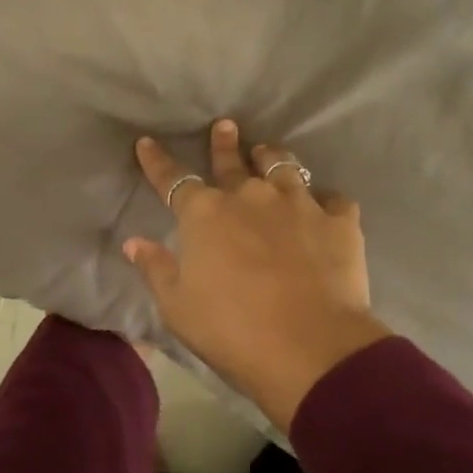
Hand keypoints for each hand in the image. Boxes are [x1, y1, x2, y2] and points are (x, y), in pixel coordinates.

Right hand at [125, 120, 392, 431]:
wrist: (309, 347)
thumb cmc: (232, 330)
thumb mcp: (178, 307)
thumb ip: (156, 269)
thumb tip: (134, 243)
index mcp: (206, 215)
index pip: (173, 180)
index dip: (157, 161)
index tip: (146, 142)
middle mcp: (250, 196)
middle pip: (232, 162)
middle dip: (224, 143)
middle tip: (226, 125)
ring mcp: (298, 203)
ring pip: (283, 166)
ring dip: (272, 158)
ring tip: (269, 152)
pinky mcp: (338, 221)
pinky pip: (333, 199)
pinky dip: (326, 201)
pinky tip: (326, 206)